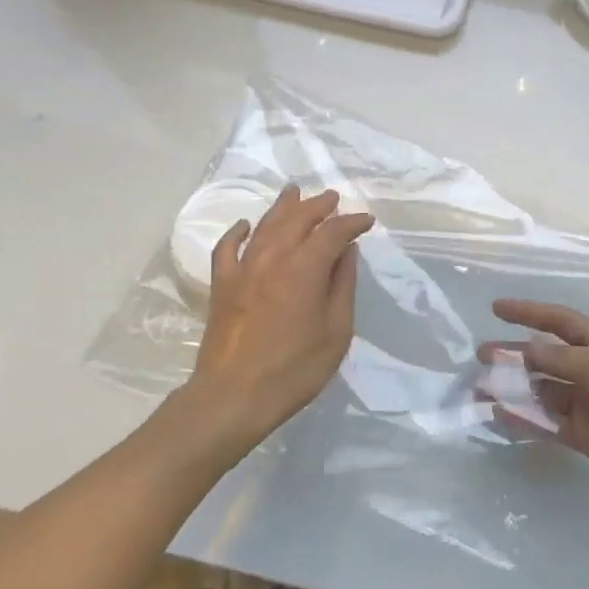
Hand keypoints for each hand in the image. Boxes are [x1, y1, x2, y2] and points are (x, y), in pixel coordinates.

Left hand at [188, 185, 373, 454]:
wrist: (234, 395)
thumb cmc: (295, 368)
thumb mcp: (336, 331)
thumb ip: (342, 286)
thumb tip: (346, 252)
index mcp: (305, 268)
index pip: (333, 232)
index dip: (352, 222)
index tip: (366, 221)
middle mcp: (273, 257)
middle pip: (297, 219)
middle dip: (317, 206)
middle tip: (332, 198)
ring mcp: (242, 269)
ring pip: (264, 226)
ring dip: (282, 207)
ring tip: (294, 193)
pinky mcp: (221, 284)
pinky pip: (227, 248)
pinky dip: (238, 232)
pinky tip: (245, 226)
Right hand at [481, 298, 588, 512]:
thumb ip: (560, 358)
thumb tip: (525, 348)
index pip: (558, 321)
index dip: (528, 312)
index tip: (496, 308)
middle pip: (545, 357)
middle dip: (514, 355)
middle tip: (480, 356)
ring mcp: (588, 404)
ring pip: (542, 391)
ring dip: (513, 389)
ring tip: (480, 390)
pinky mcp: (585, 436)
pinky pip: (548, 423)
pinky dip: (525, 418)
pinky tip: (500, 415)